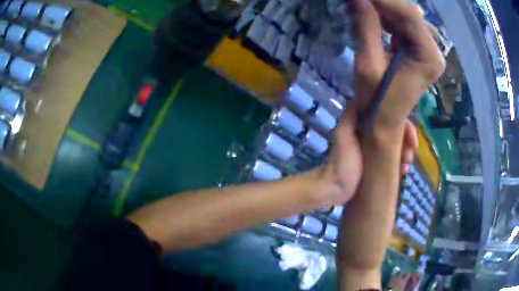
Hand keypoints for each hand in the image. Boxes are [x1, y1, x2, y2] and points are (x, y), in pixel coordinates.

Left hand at [311, 118, 417, 208]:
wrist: (334, 190)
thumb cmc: (341, 163)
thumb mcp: (344, 136)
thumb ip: (351, 116)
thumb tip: (360, 97)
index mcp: (365, 125)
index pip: (390, 117)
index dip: (404, 125)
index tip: (412, 140)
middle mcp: (372, 134)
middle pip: (396, 131)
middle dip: (407, 141)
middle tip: (409, 156)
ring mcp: (375, 150)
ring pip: (397, 145)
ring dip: (405, 152)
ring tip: (406, 167)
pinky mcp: (377, 164)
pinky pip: (393, 158)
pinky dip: (400, 163)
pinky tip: (403, 171)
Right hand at [351, 0, 444, 129]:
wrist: (384, 120)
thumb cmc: (377, 100)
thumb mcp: (369, 63)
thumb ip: (367, 28)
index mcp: (428, 57)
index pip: (407, 14)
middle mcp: (433, 48)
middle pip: (407, 11)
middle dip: (381, 1)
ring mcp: (427, 46)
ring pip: (404, 13)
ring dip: (381, 5)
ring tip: (362, 4)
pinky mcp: (418, 45)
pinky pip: (401, 20)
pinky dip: (384, 13)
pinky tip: (369, 11)